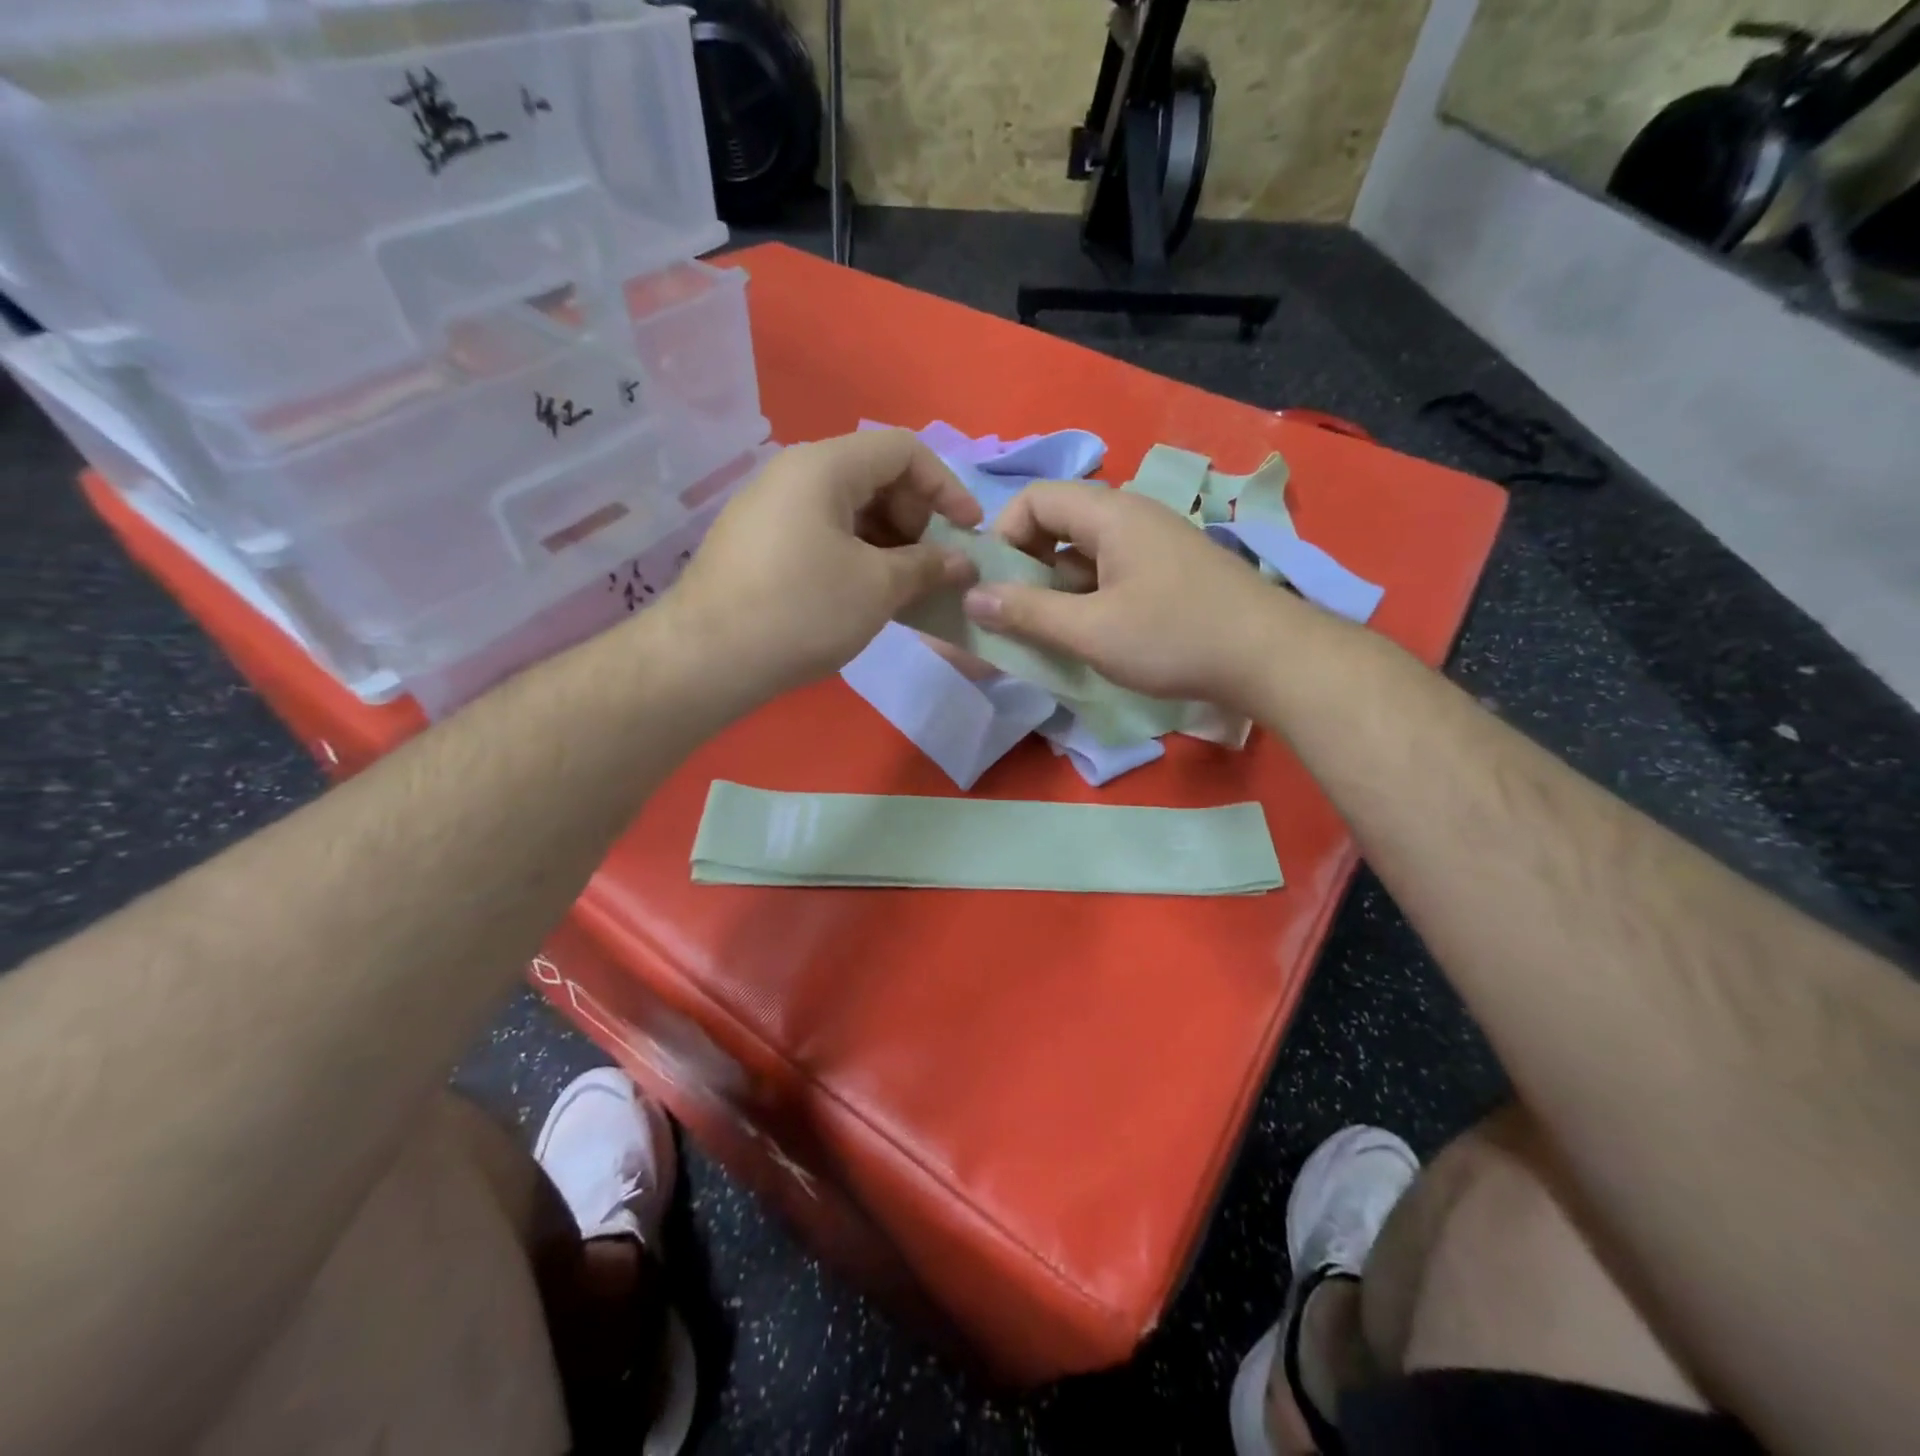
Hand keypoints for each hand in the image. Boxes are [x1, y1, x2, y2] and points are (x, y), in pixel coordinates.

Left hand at [663, 430, 980, 699]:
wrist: (707, 659)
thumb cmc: (802, 610)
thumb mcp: (878, 587)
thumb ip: (928, 565)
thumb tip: (961, 562)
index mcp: (824, 466)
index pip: (903, 449)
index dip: (946, 486)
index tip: (969, 531)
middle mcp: (793, 474)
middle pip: (875, 476)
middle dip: (916, 518)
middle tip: (932, 566)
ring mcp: (770, 509)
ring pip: (848, 509)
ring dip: (889, 542)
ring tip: (905, 588)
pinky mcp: (758, 543)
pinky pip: (822, 533)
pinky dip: (856, 555)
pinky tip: (865, 595)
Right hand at [962, 481, 1284, 704]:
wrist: (1271, 658)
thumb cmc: (1175, 637)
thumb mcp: (1090, 631)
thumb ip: (1027, 613)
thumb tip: (973, 598)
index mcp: (1110, 513)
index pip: (1034, 498)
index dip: (1004, 537)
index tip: (997, 586)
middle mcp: (1131, 516)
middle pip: (1058, 524)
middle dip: (1028, 568)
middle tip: (1020, 616)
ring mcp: (1154, 543)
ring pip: (1084, 553)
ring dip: (1058, 589)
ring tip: (1054, 634)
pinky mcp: (1170, 570)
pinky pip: (1111, 571)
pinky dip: (1089, 597)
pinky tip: (1094, 636)